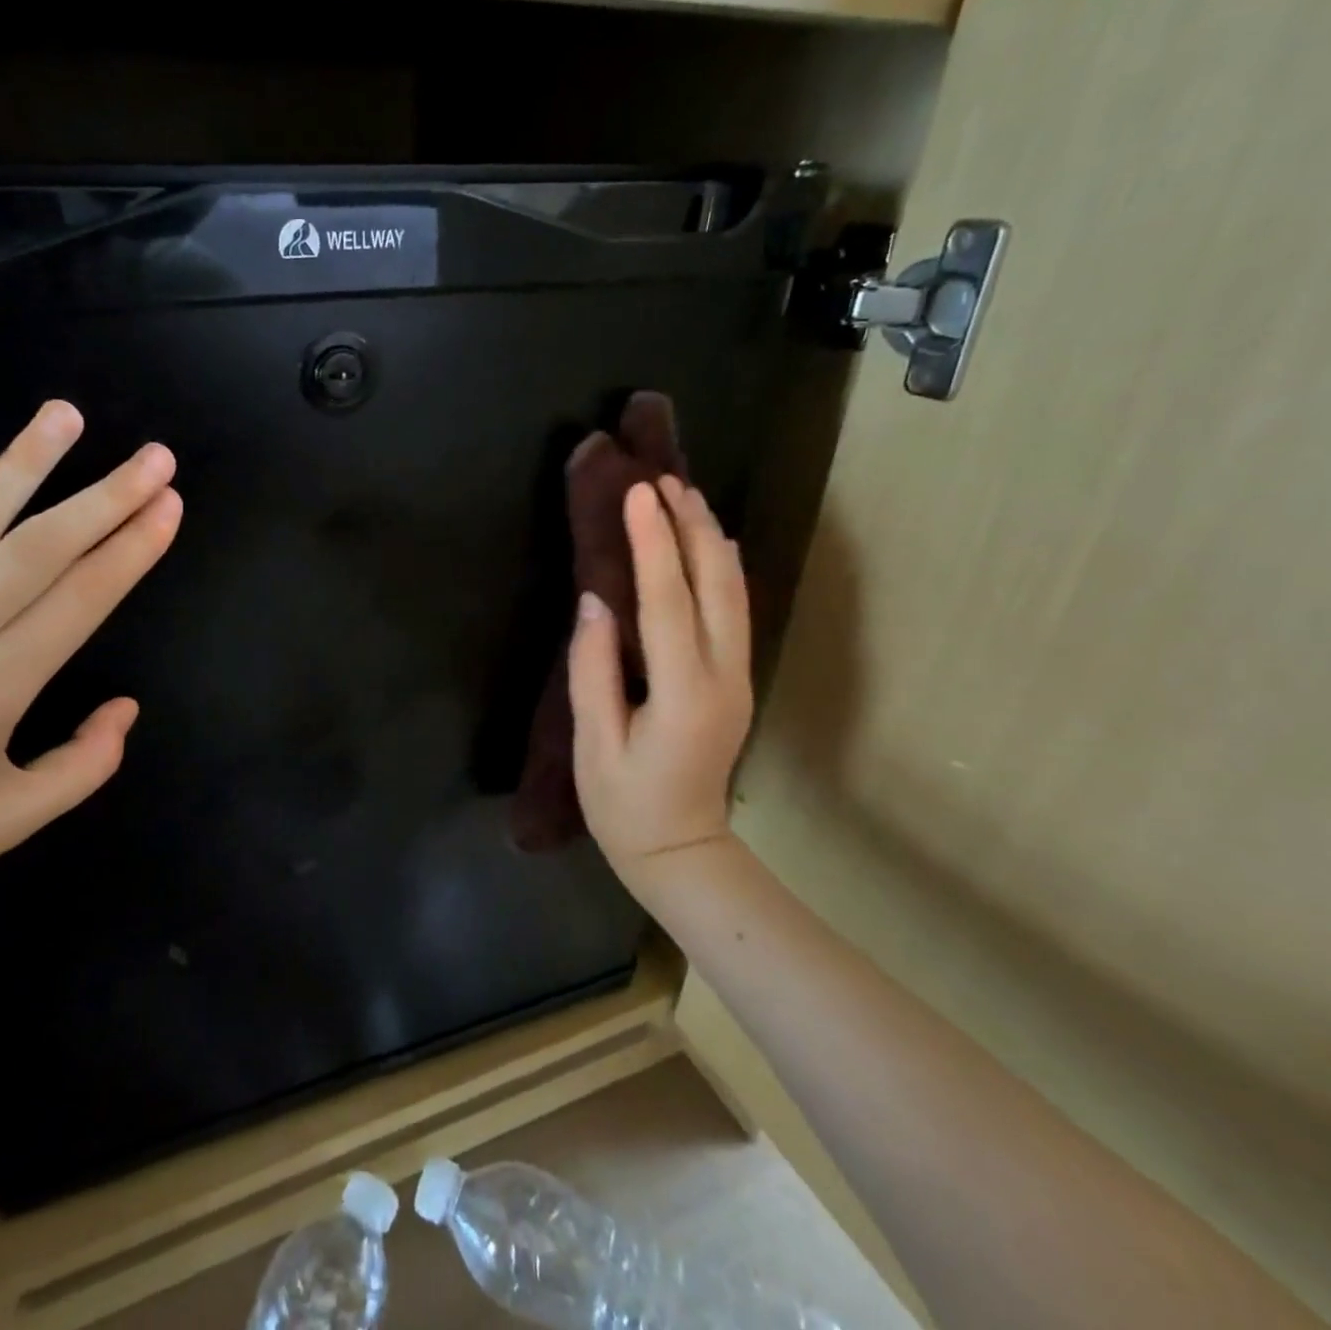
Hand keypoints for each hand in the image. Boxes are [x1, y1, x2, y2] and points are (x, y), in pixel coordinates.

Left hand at [0, 401, 181, 940]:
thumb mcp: (10, 823)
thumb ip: (84, 765)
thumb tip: (126, 705)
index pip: (79, 602)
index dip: (131, 549)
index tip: (168, 505)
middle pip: (36, 551)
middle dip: (104, 497)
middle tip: (153, 456)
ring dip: (22, 465)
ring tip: (66, 416)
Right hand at [567, 476, 752, 884]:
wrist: (682, 851)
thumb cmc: (624, 804)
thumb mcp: (593, 743)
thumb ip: (592, 670)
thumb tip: (594, 602)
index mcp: (683, 694)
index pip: (668, 602)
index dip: (652, 543)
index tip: (638, 492)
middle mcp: (723, 677)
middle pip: (716, 585)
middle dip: (691, 526)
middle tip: (666, 478)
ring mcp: (738, 678)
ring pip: (734, 593)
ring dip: (710, 540)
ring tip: (685, 496)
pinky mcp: (737, 681)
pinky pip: (734, 611)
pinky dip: (722, 569)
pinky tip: (711, 544)